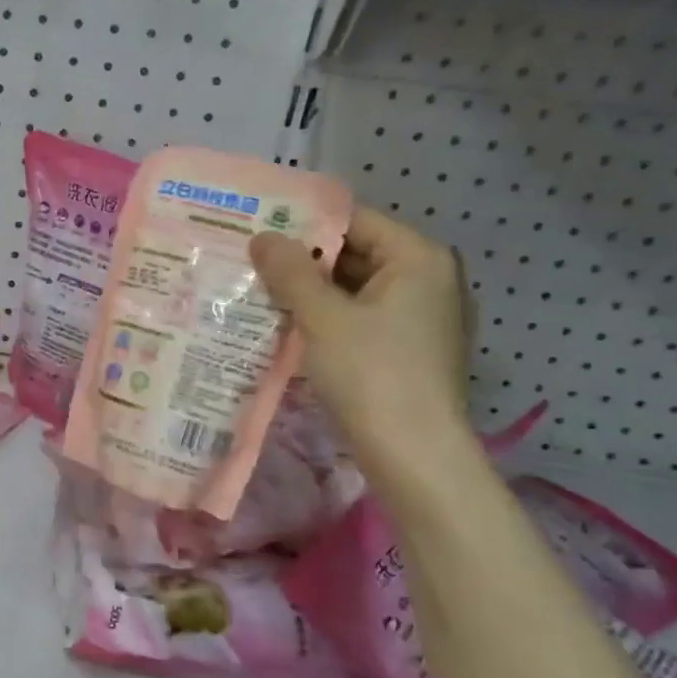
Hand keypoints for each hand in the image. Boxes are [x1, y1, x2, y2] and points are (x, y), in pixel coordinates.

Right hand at [250, 208, 470, 463]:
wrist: (415, 457)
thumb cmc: (372, 374)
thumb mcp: (323, 317)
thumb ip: (290, 272)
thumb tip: (262, 236)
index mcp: (418, 258)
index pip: (354, 220)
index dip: (303, 223)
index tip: (257, 229)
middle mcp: (427, 280)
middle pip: (355, 254)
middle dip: (303, 260)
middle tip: (249, 261)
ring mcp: (420, 318)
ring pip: (354, 290)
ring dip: (310, 292)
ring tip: (257, 291)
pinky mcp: (408, 350)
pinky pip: (360, 319)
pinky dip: (326, 319)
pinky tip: (286, 326)